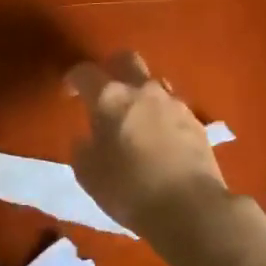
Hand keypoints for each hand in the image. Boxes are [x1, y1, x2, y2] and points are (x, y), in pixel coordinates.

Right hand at [66, 52, 228, 242]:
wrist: (190, 207)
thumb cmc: (130, 190)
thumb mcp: (89, 175)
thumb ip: (83, 149)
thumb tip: (87, 138)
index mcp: (110, 98)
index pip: (85, 72)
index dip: (73, 79)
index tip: (70, 93)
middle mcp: (143, 90)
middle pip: (126, 59)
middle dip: (111, 68)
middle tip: (104, 90)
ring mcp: (173, 102)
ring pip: (153, 82)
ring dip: (140, 92)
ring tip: (135, 118)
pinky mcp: (195, 120)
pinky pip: (172, 106)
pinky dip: (161, 115)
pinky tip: (159, 138)